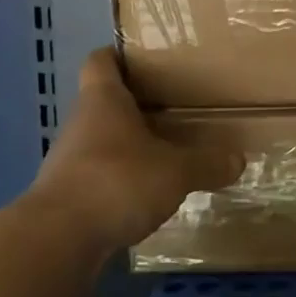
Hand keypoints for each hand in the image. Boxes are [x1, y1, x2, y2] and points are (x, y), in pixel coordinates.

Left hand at [26, 48, 242, 252]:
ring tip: (167, 153)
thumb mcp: (176, 171)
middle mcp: (81, 123)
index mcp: (103, 101)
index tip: (146, 59)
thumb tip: (238, 159)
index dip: (119, 55)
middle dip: (137, 105)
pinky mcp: (67, 196)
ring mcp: (69, 161)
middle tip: (175, 108)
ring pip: (103, 141)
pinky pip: (99, 176)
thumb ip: (207, 164)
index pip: (101, 61)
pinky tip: (147, 194)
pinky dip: (121, 180)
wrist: (57, 241)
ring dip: (129, 146)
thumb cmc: (117, 181)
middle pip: (106, 103)